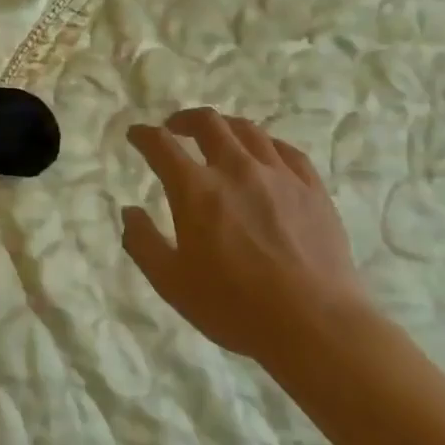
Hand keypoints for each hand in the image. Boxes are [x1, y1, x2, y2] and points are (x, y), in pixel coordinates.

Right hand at [122, 108, 368, 368]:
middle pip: (207, 123)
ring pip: (248, 130)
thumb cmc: (235, 307)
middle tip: (174, 129)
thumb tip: (129, 212)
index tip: (136, 134)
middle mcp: (236, 169)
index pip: (161, 145)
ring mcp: (278, 175)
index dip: (144, 135)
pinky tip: (264, 154)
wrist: (315, 324)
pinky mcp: (312, 188)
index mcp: (196, 189)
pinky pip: (286, 150)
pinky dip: (266, 144)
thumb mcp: (172, 283)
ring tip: (218, 137)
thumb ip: (143, 243)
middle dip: (184, 119)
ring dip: (224, 127)